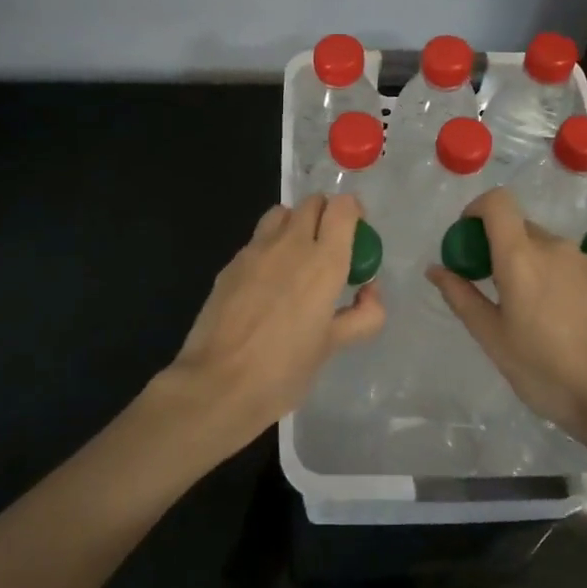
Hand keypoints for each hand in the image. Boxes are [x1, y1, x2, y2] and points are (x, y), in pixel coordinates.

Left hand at [166, 193, 384, 453]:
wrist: (217, 384)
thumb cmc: (284, 370)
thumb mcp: (333, 346)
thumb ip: (362, 315)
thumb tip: (369, 291)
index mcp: (324, 262)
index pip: (343, 207)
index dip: (354, 213)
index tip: (357, 235)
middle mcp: (290, 244)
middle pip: (312, 203)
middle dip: (326, 215)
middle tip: (330, 248)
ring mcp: (255, 250)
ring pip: (281, 214)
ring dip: (295, 225)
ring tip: (297, 260)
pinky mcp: (230, 264)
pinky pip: (257, 240)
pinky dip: (270, 248)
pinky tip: (267, 285)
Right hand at [425, 188, 586, 445]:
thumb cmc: (547, 372)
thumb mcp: (494, 339)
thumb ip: (462, 297)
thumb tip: (436, 269)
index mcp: (521, 257)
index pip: (497, 202)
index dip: (477, 210)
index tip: (469, 239)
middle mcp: (558, 247)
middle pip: (522, 229)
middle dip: (503, 249)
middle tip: (497, 290)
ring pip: (552, 250)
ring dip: (536, 268)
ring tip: (538, 315)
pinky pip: (579, 268)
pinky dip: (565, 282)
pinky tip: (572, 322)